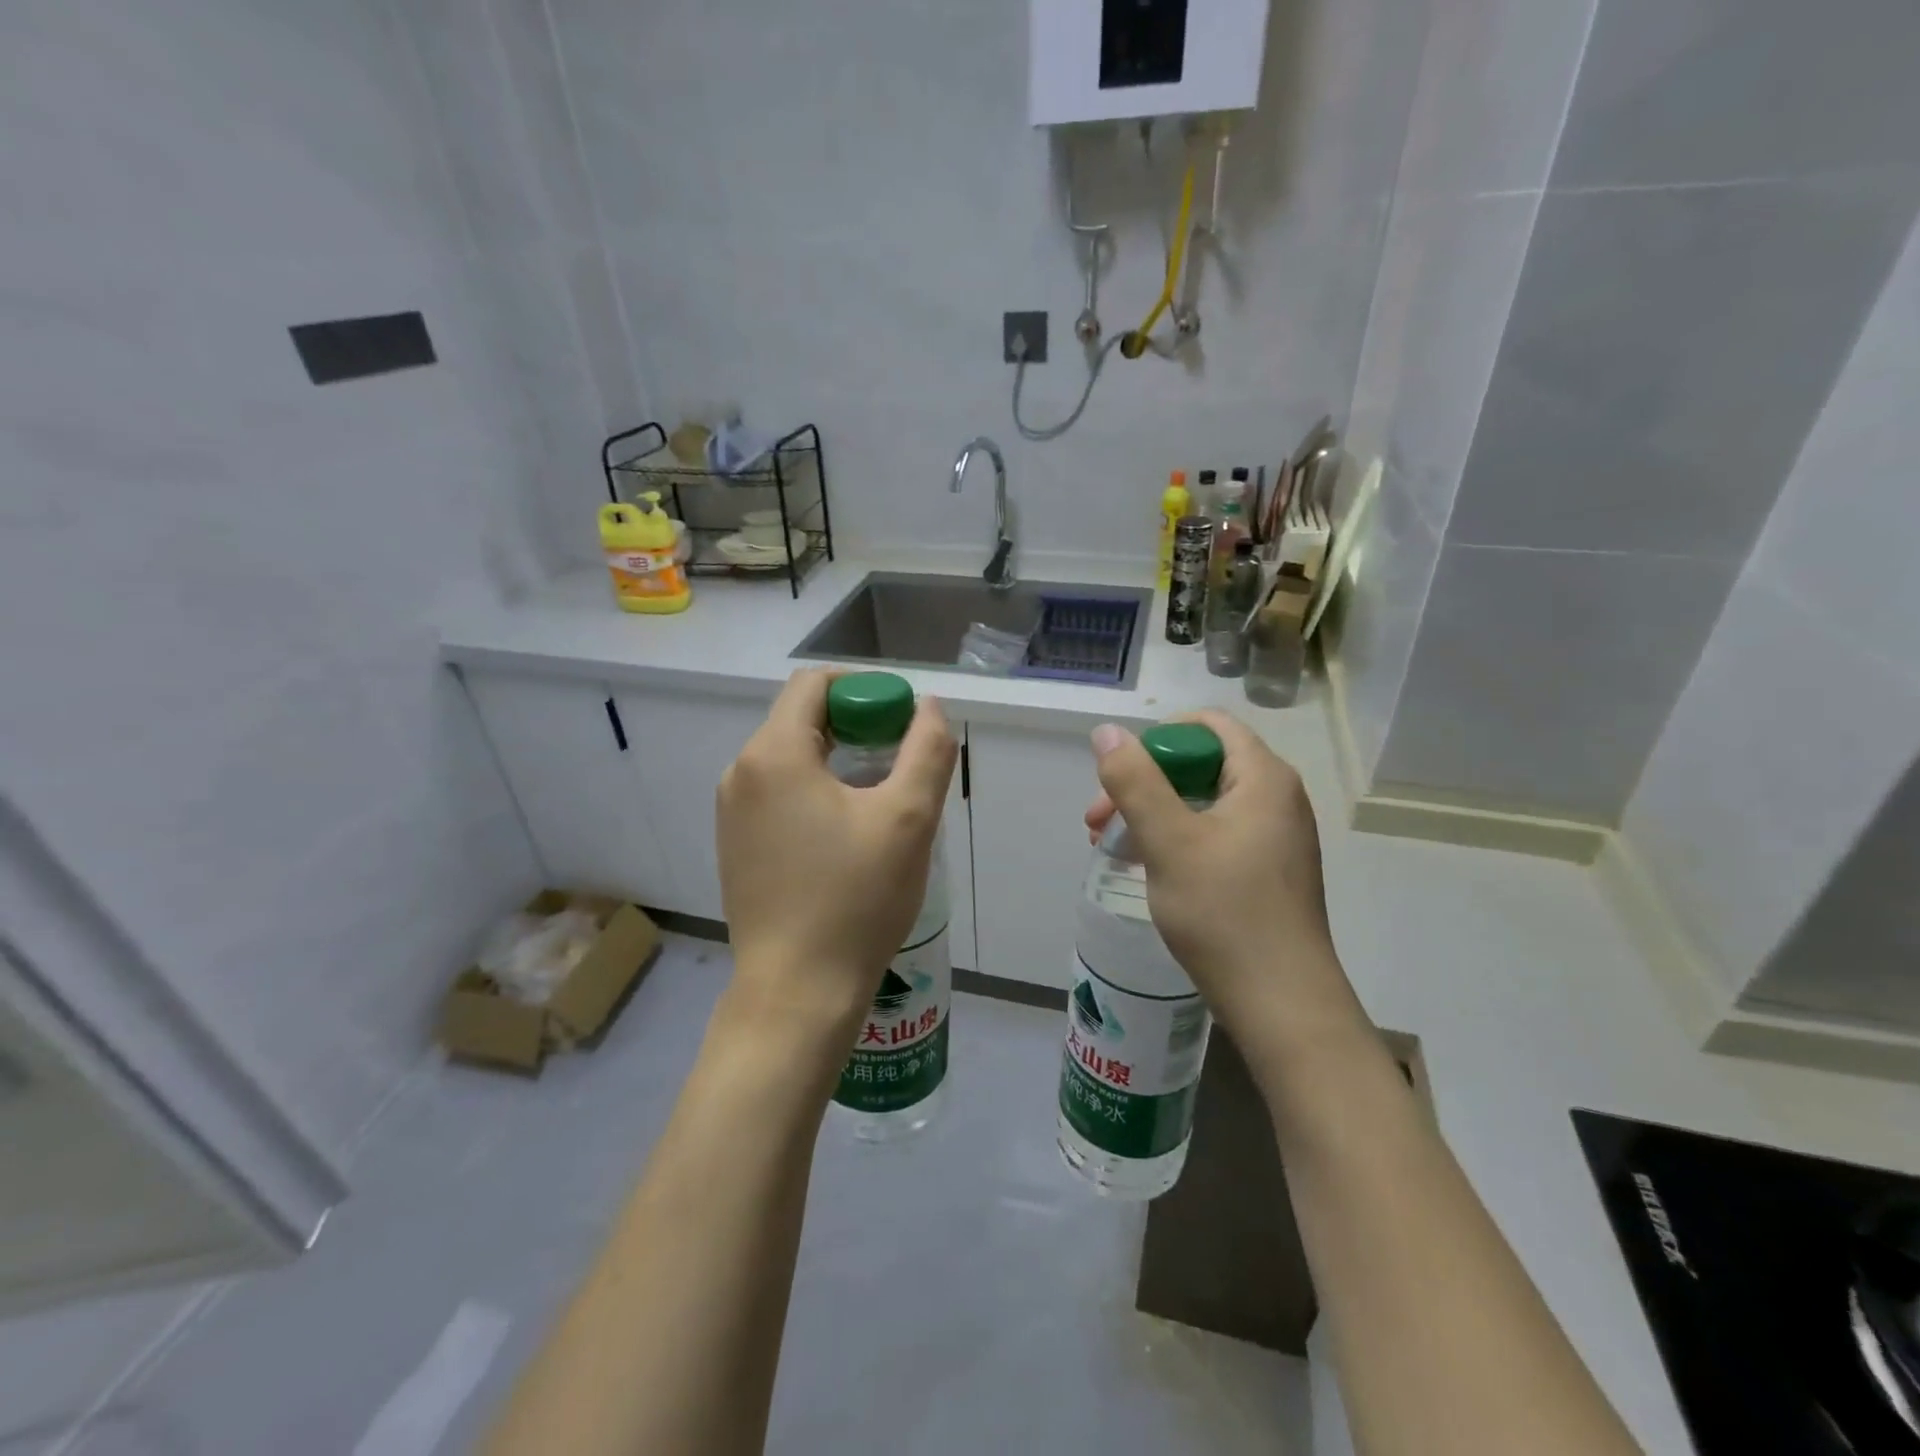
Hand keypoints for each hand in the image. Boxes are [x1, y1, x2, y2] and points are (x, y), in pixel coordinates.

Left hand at [717, 670, 957, 1035]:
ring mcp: (730, 811)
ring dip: (837, 760)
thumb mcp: (908, 818)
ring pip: (790, 758)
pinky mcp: (734, 844)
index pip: (815, 684)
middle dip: (855, 725)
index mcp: (772, 754)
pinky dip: (814, 791)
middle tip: (899, 761)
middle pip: (801, 718)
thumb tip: (929, 708)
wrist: (797, 991)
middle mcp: (740, 772)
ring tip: (879, 799)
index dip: (864, 690)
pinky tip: (845, 832)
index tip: (901, 722)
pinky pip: (777, 793)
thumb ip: (927, 750)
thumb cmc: (855, 899)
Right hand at [1085, 712, 1363, 1047]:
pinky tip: (1147, 867)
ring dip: (1153, 814)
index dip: (1157, 741)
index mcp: (1263, 778)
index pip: (1207, 726)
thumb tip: (1107, 731)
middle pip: (1200, 764)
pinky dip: (1176, 840)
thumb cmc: (1224, 913)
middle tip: (1099, 821)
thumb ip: (1134, 781)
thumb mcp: (1168, 841)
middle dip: (1144, 784)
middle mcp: (1276, 798)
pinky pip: (1215, 834)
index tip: (1121, 778)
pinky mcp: (1268, 870)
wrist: (1282, 1004)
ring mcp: (1275, 836)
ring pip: (1203, 802)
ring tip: (1110, 846)